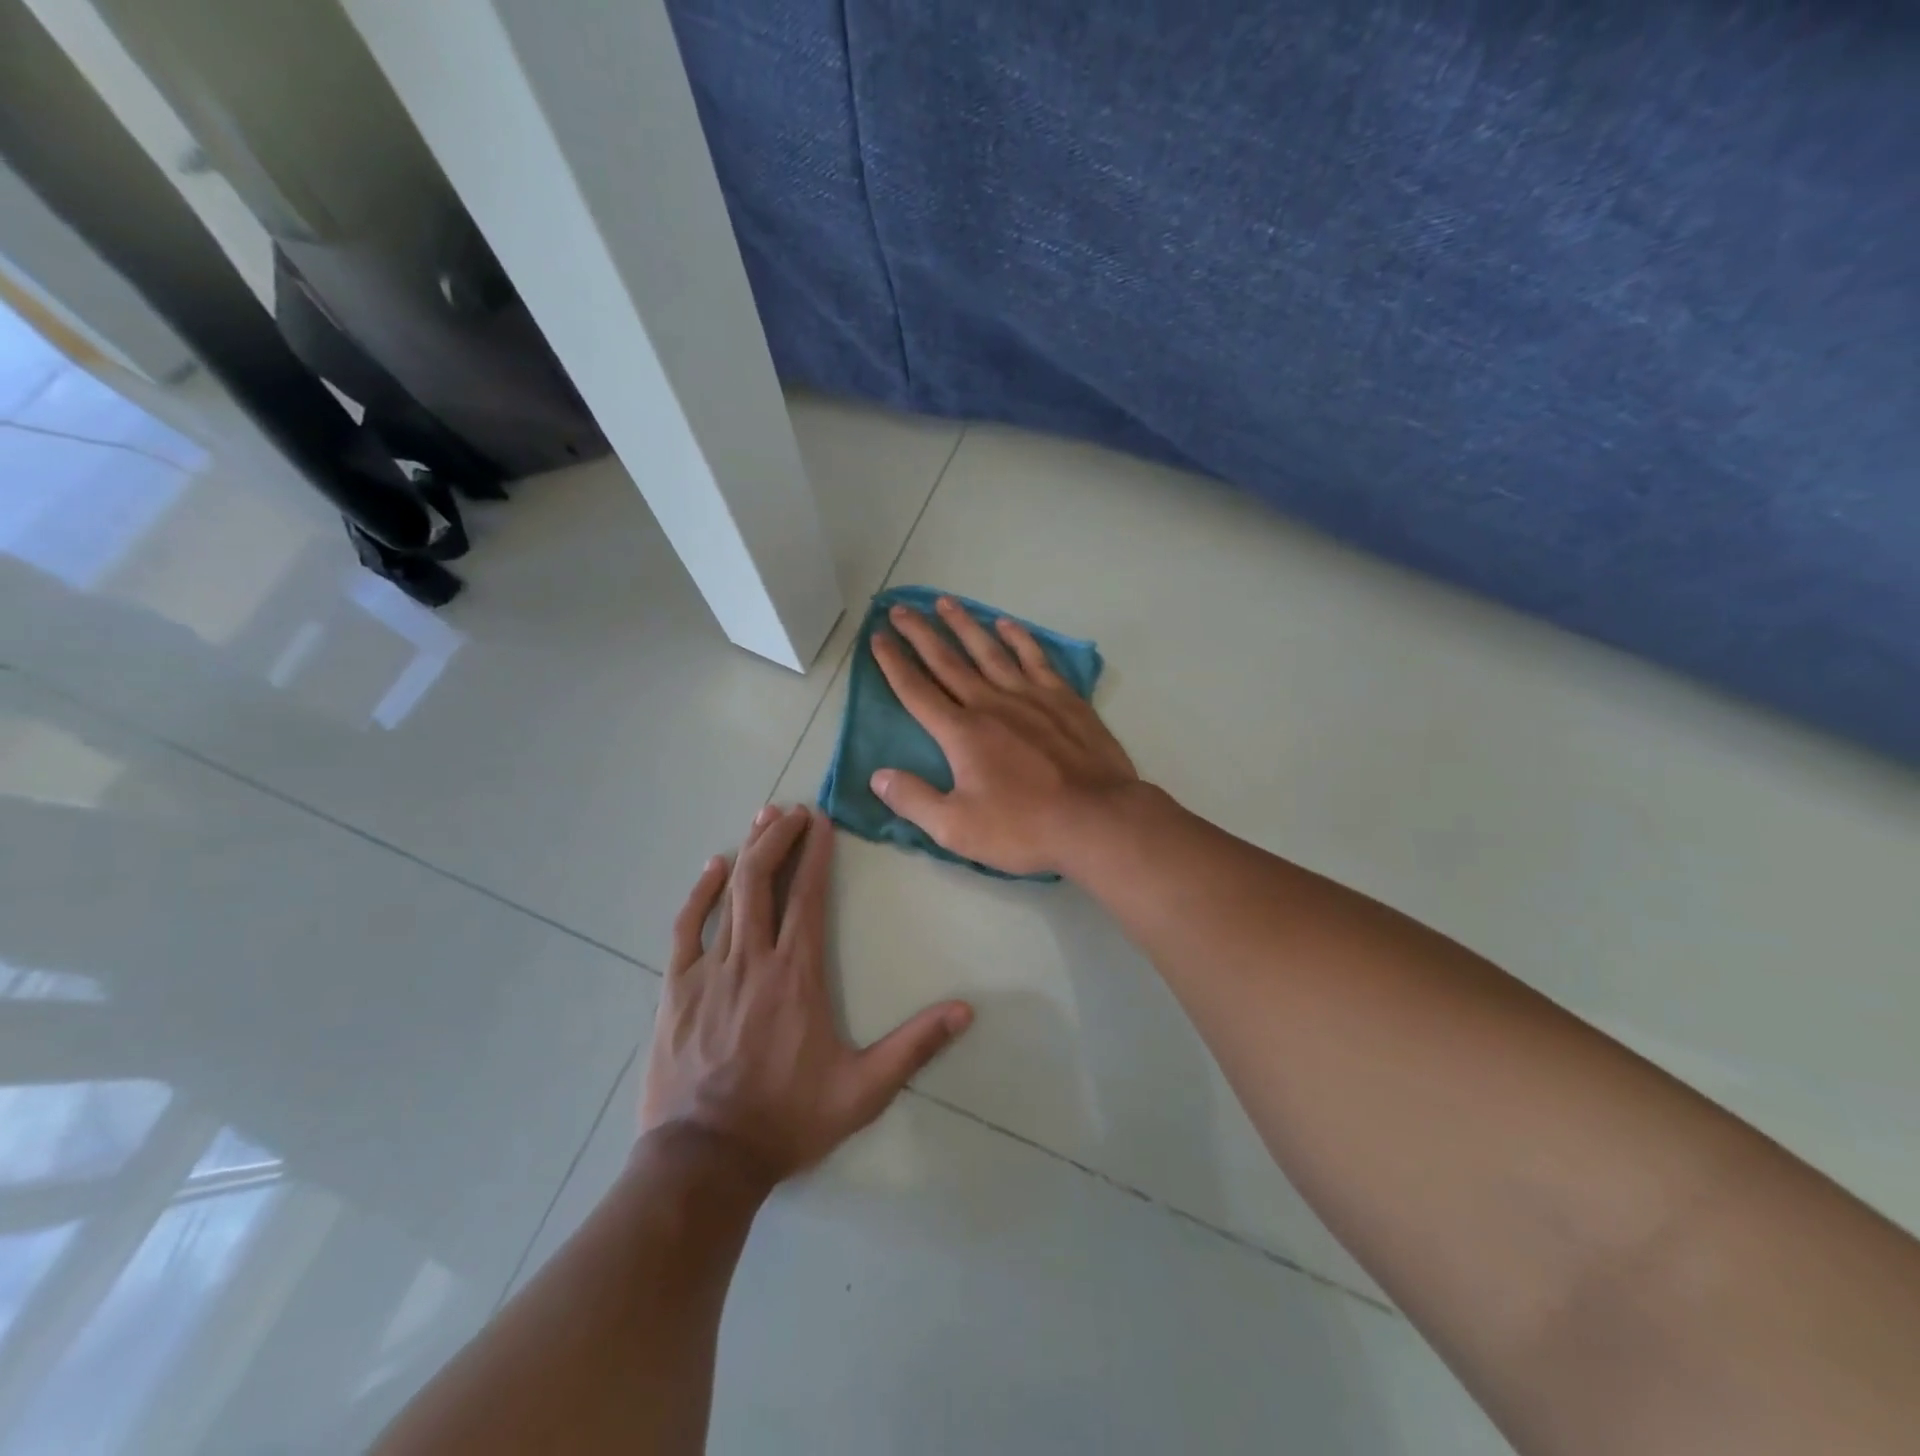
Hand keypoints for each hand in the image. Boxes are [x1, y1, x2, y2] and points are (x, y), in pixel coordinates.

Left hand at [640, 804, 973, 1182]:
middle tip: (792, 809)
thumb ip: (914, 1046)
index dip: (815, 853)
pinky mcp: (675, 989)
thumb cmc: (787, 1120)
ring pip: (728, 894)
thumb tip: (966, 1010)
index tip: (821, 820)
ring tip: (763, 819)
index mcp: (796, 975)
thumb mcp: (863, 1090)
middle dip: (778, 837)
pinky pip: (686, 927)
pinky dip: (700, 892)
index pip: (807, 896)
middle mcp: (752, 960)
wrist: (704, 1161)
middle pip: (762, 881)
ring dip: (747, 852)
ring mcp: (708, 971)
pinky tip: (712, 868)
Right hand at [868, 597, 1138, 875]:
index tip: (876, 638)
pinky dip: (1019, 638)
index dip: (893, 663)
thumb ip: (914, 799)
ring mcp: (1030, 696)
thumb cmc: (1024, 827)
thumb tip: (878, 776)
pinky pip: (1035, 658)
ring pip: (989, 650)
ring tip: (945, 602)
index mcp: (961, 733)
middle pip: (947, 661)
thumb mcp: (957, 828)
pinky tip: (1007, 625)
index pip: (917, 691)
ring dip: (964, 625)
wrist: (1096, 819)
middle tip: (898, 608)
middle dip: (920, 633)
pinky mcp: (1064, 699)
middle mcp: (991, 704)